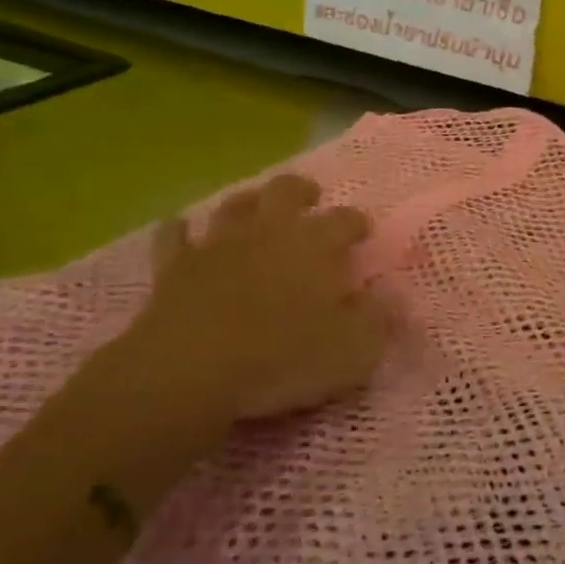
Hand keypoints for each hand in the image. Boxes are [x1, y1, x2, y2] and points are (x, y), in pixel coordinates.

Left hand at [109, 173, 387, 429]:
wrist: (189, 372)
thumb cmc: (284, 358)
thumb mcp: (355, 350)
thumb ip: (378, 319)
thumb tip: (391, 296)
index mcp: (318, 244)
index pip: (346, 219)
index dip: (357, 224)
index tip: (363, 236)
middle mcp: (270, 231)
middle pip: (286, 190)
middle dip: (301, 191)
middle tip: (310, 200)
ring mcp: (218, 245)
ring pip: (235, 205)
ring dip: (249, 203)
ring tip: (257, 210)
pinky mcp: (173, 268)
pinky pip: (174, 236)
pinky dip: (180, 230)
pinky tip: (183, 230)